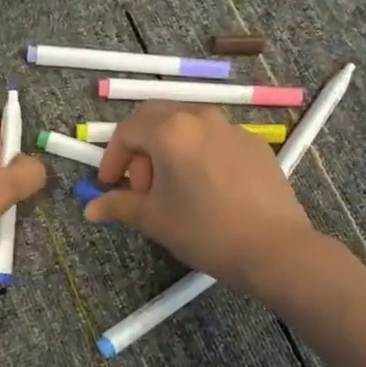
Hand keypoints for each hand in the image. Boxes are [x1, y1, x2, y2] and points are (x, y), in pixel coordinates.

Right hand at [86, 103, 315, 293]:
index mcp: (170, 130)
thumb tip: (91, 208)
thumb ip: (119, 205)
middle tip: (141, 185)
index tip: (111, 186)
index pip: (127, 131)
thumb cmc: (205, 230)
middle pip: (156, 118)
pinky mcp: (255, 144)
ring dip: (169, 149)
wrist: (274, 248)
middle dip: (140, 148)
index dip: (113, 158)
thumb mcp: (154, 219)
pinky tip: (206, 189)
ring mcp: (231, 128)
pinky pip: (215, 139)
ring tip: (173, 188)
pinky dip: (198, 154)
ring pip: (187, 126)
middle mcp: (200, 117)